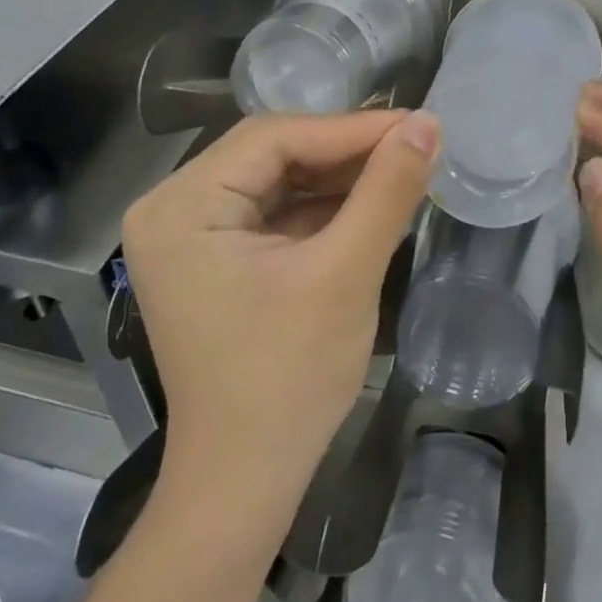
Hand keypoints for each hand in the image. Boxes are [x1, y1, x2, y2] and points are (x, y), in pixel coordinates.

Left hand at [122, 110, 438, 517]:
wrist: (247, 477)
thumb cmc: (289, 376)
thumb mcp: (345, 273)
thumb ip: (387, 191)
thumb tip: (427, 124)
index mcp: (182, 206)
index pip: (274, 137)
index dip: (352, 128)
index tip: (419, 125)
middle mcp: (174, 210)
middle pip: (272, 155)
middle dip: (347, 151)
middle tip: (416, 146)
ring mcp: (192, 238)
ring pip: (278, 182)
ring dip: (340, 178)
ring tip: (404, 171)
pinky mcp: (216, 262)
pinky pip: (275, 215)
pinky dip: (324, 209)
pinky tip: (371, 204)